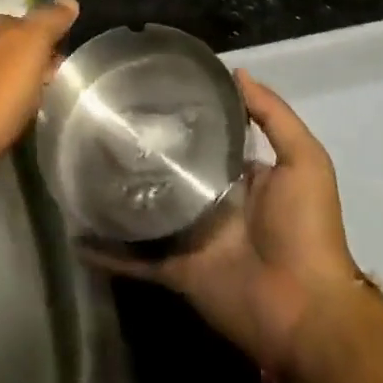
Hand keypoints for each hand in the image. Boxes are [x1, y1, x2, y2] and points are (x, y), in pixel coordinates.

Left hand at [0, 0, 79, 187]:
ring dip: (10, 85)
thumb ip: (49, 22)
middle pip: (9, 48)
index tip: (63, 67)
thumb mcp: (29, 49)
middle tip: (49, 91)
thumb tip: (68, 0)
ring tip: (28, 110)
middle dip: (30, 64)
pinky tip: (0, 122)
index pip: (28, 23)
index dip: (48, 42)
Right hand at [99, 70, 364, 382]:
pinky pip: (135, 258)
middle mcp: (211, 201)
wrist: (305, 310)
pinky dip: (108, 250)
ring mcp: (190, 236)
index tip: (146, 88)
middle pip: (170, 170)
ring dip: (119, 193)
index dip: (181, 114)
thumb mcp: (304, 161)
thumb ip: (274, 116)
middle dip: (141, 150)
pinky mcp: (174, 268)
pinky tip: (77, 233)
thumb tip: (236, 71)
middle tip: (100, 120)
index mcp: (240, 177)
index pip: (206, 137)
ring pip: (147, 209)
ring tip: (78, 163)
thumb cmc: (305, 229)